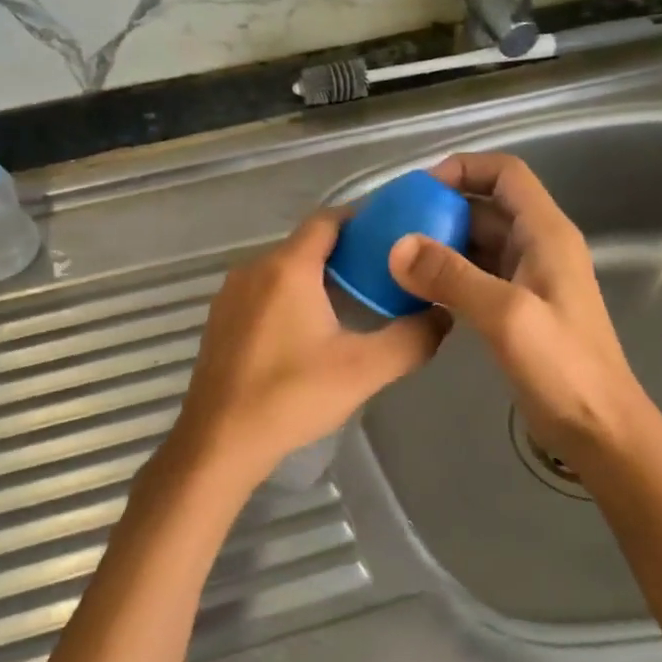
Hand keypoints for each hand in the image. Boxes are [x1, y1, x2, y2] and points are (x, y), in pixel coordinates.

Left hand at [167, 210, 449, 494]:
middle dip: (345, 253)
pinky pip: (262, 292)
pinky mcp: (220, 320)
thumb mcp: (364, 369)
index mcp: (287, 267)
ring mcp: (230, 294)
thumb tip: (442, 315)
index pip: (328, 220)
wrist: (219, 441)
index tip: (394, 239)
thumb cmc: (291, 396)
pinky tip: (308, 332)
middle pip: (306, 244)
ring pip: (282, 270)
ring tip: (352, 303)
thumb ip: (412, 339)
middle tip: (383, 277)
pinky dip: (289, 297)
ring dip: (316, 277)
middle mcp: (253, 268)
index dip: (363, 222)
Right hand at [388, 152, 643, 467]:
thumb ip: (451, 277)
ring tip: (394, 257)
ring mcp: (527, 280)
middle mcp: (538, 247)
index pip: (505, 174)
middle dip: (440, 209)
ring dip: (439, 244)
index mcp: (546, 234)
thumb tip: (396, 246)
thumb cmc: (563, 368)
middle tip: (392, 226)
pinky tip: (415, 291)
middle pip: (485, 207)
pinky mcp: (516, 310)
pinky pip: (475, 277)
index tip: (416, 189)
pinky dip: (446, 276)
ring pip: (477, 244)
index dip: (463, 169)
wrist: (599, 430)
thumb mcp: (506, 316)